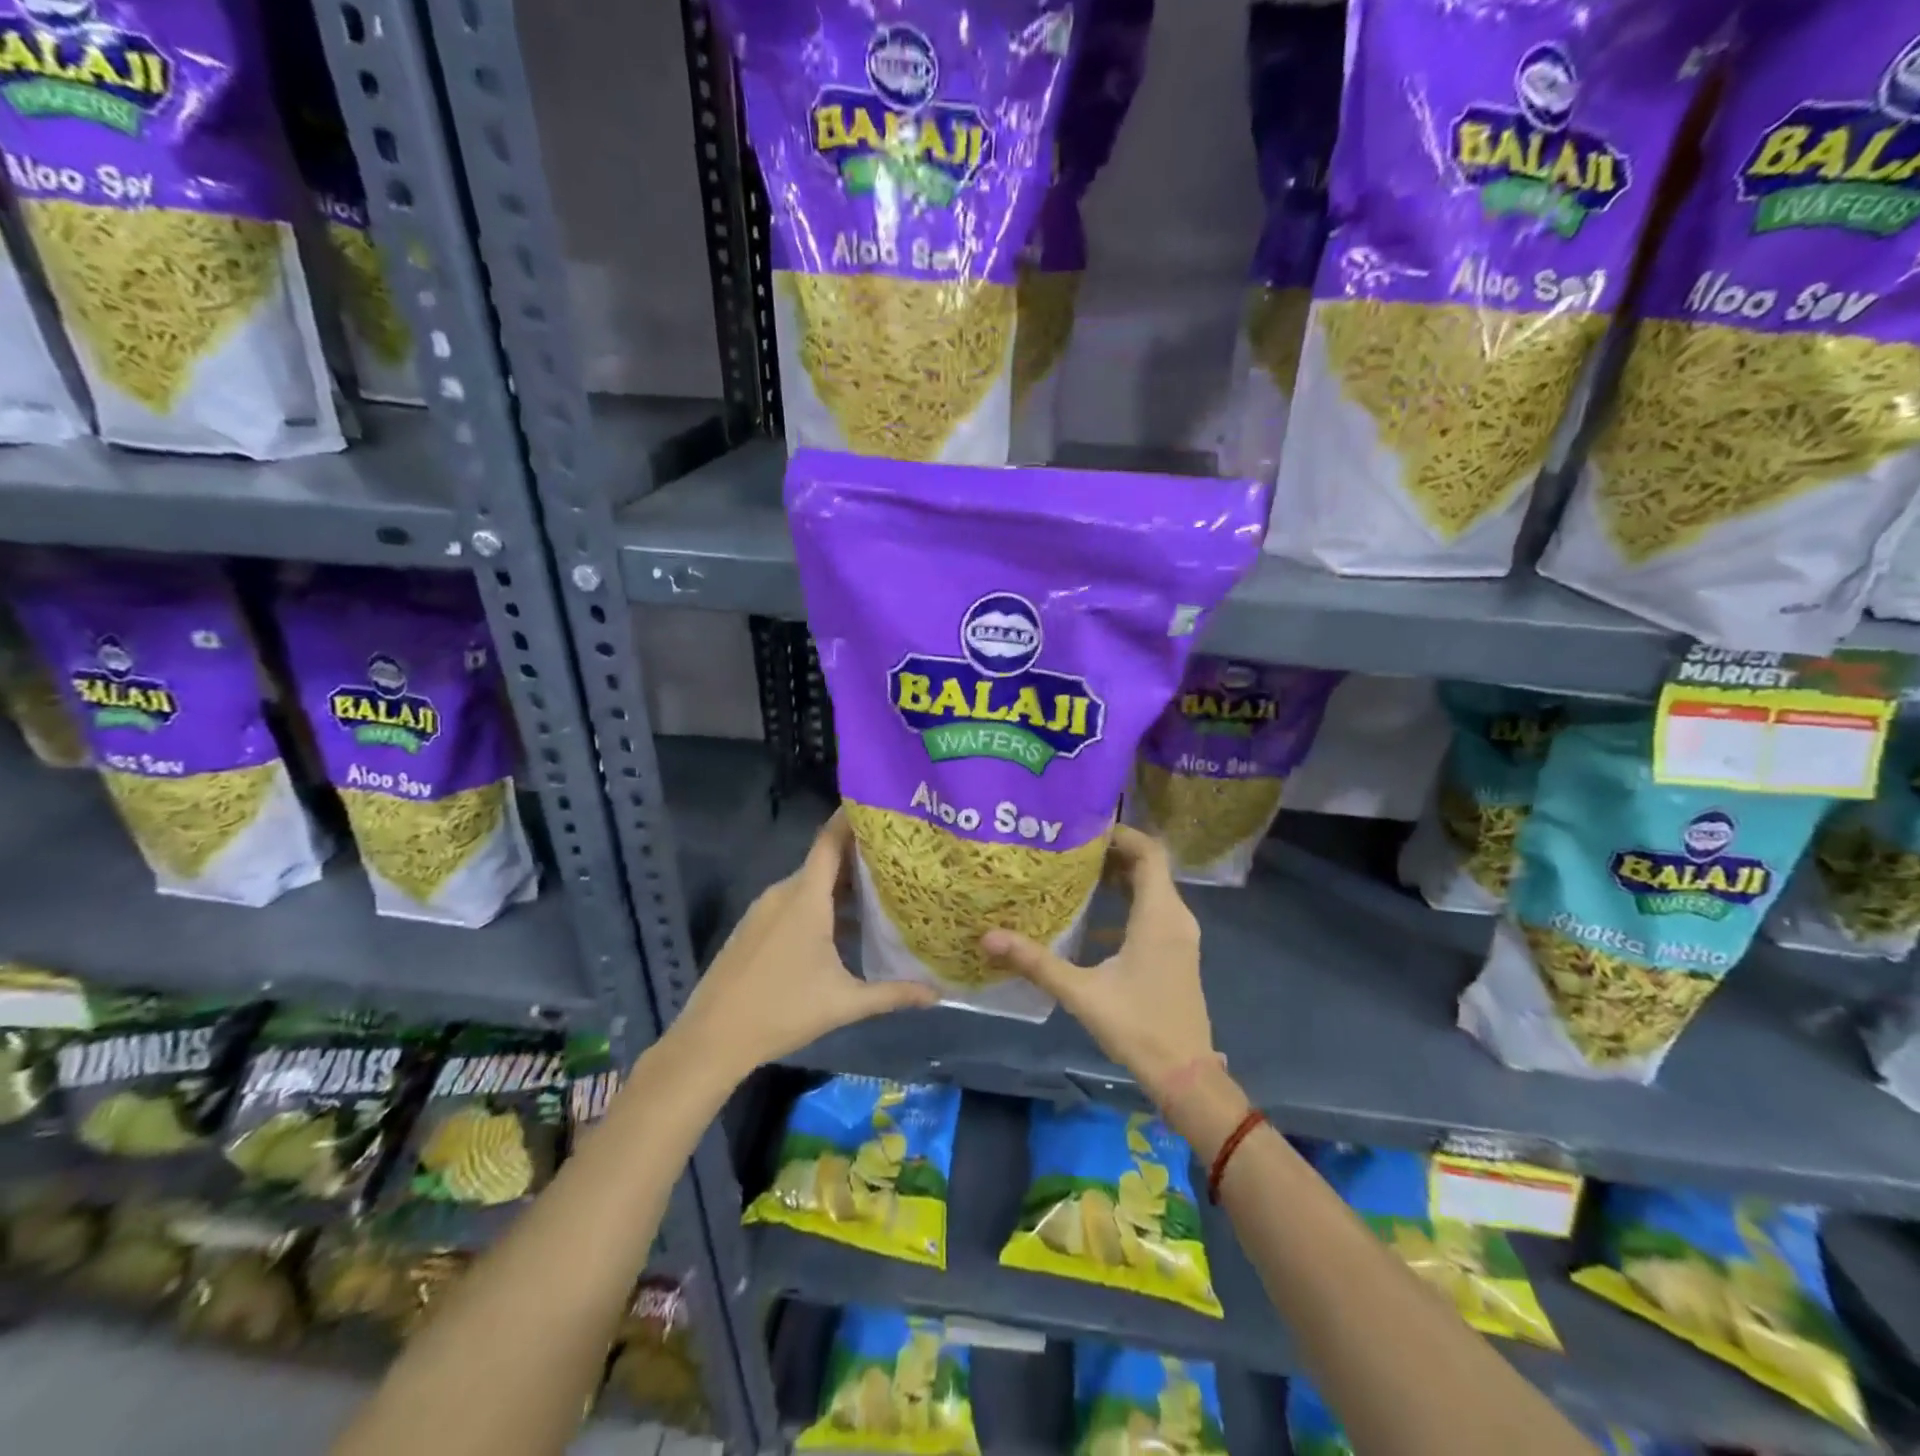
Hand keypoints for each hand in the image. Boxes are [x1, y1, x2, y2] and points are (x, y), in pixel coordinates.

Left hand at [675, 811, 937, 1080]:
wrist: (711, 1038)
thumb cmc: (782, 1011)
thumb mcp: (844, 1003)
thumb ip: (892, 994)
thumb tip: (937, 994)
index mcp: (805, 898)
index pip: (831, 841)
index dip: (852, 819)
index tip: (881, 808)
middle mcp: (783, 893)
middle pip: (825, 862)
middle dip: (860, 858)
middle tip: (899, 859)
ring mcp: (764, 909)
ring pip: (809, 884)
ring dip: (840, 885)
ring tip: (879, 893)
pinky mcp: (753, 927)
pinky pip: (792, 901)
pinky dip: (818, 902)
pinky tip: (841, 927)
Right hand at [981, 825, 1214, 1105]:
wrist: (1186, 1076)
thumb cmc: (1138, 1027)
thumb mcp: (1081, 993)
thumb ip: (1036, 962)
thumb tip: (987, 938)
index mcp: (1159, 915)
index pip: (1149, 851)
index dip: (1121, 833)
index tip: (1082, 828)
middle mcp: (1175, 917)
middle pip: (1149, 866)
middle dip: (1111, 852)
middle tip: (1068, 847)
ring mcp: (1179, 936)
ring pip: (1151, 889)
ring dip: (1118, 877)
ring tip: (1074, 872)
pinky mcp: (1175, 952)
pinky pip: (1152, 911)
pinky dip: (1125, 902)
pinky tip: (1090, 918)